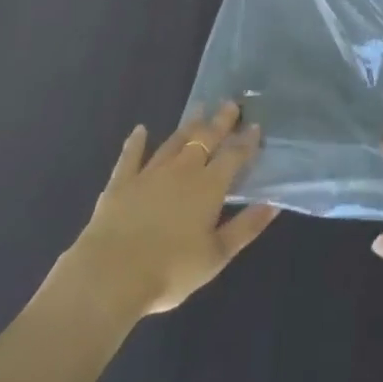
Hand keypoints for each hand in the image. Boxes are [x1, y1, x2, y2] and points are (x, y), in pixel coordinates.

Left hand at [46, 102, 278, 340]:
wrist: (109, 277)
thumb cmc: (170, 270)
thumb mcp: (216, 255)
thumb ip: (246, 227)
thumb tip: (273, 203)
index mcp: (209, 187)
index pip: (233, 156)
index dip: (246, 141)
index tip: (255, 125)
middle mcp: (182, 171)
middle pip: (205, 139)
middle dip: (220, 122)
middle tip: (230, 104)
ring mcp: (149, 174)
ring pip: (174, 142)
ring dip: (188, 125)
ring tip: (200, 108)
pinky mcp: (120, 184)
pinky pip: (130, 157)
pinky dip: (136, 142)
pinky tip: (140, 130)